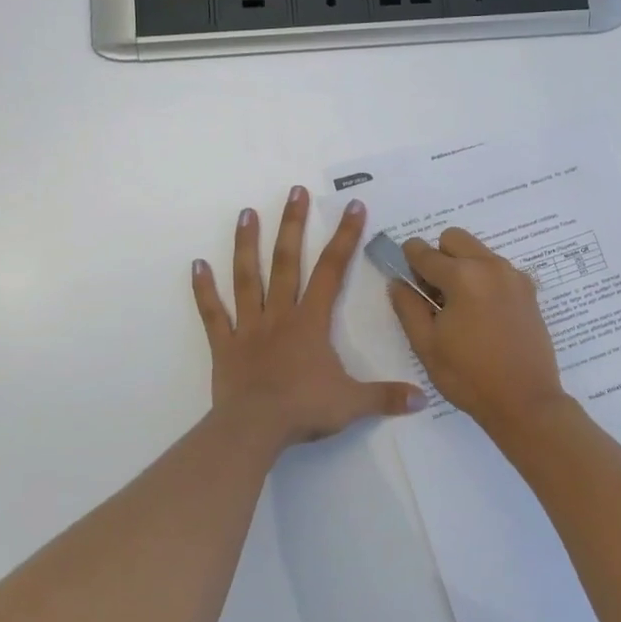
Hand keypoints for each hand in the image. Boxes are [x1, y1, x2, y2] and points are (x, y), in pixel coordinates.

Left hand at [193, 187, 424, 451]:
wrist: (254, 430)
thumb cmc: (304, 410)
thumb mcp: (352, 404)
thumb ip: (386, 396)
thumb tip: (423, 398)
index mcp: (310, 322)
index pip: (332, 271)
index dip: (345, 237)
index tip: (353, 206)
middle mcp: (280, 314)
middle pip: (287, 261)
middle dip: (293, 224)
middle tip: (295, 191)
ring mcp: (248, 327)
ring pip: (247, 278)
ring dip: (247, 245)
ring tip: (246, 213)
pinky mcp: (224, 345)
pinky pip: (212, 313)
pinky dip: (203, 290)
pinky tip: (196, 264)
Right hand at [387, 228, 571, 436]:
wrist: (525, 402)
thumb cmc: (469, 375)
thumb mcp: (426, 344)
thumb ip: (407, 306)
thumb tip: (398, 281)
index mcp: (463, 276)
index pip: (424, 251)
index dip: (407, 258)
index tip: (405, 274)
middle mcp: (491, 266)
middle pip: (454, 238)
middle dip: (438, 256)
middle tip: (434, 292)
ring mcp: (514, 276)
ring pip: (478, 251)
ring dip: (462, 266)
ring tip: (459, 307)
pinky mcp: (528, 290)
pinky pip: (497, 269)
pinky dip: (483, 278)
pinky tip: (482, 314)